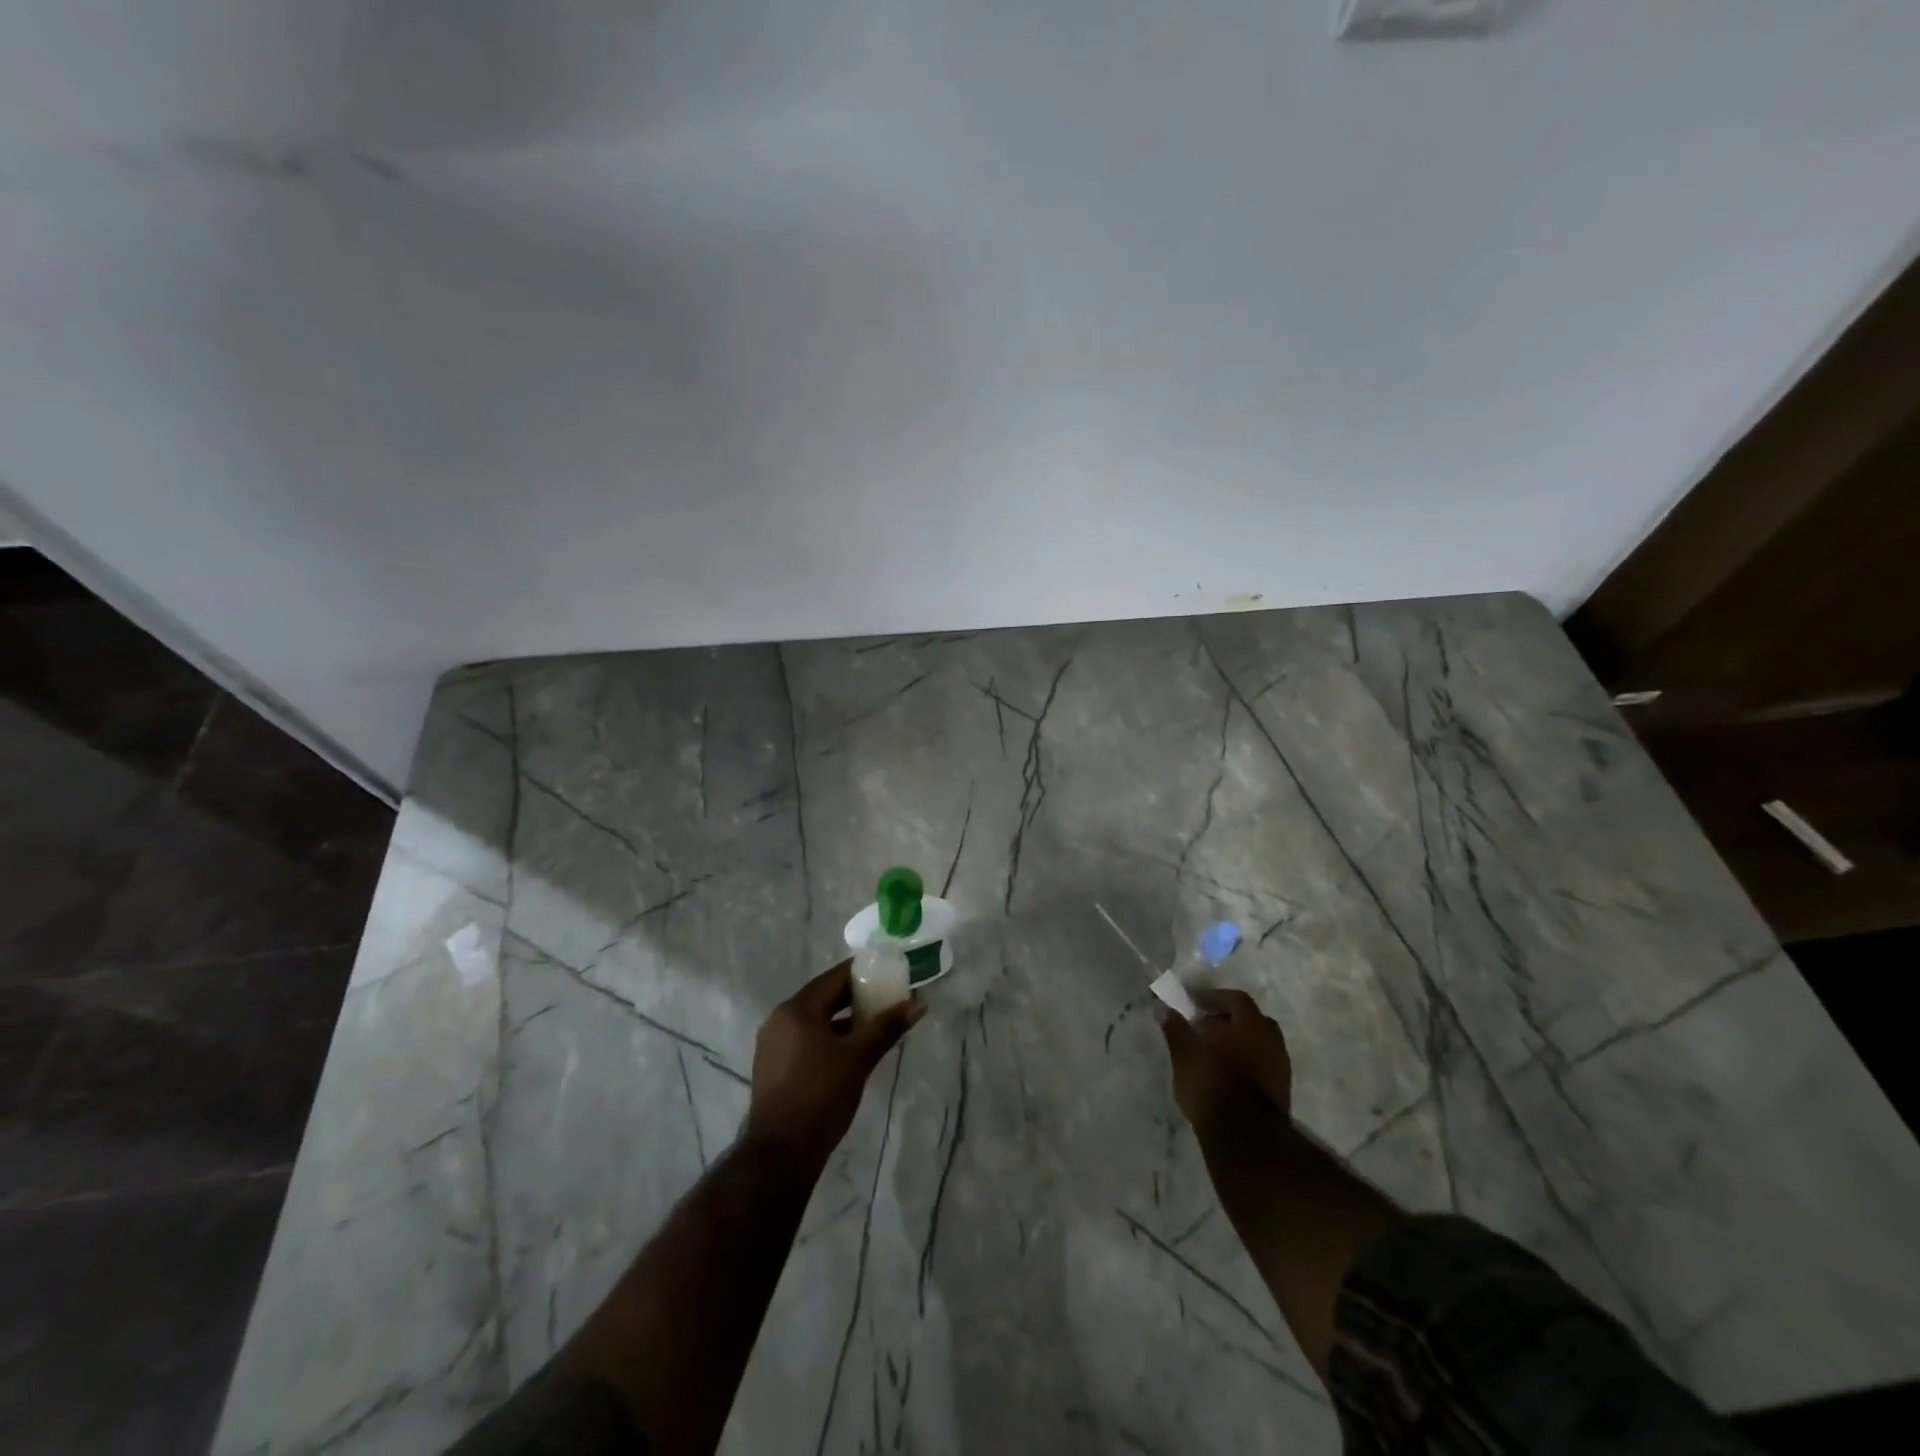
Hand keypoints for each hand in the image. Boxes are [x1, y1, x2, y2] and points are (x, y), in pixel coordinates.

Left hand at [744, 960, 923, 1171]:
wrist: (780, 1156)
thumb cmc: (820, 1097)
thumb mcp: (858, 1058)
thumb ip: (887, 1027)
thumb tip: (919, 1002)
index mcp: (796, 1009)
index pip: (835, 977)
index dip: (864, 972)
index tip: (890, 972)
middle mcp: (780, 1019)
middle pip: (824, 997)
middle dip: (857, 997)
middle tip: (889, 997)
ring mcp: (773, 1044)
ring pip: (816, 1020)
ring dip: (845, 1019)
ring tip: (877, 1023)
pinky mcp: (774, 1067)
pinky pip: (807, 1039)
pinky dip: (830, 1037)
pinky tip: (852, 1049)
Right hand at [1159, 988, 1292, 1134]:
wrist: (1244, 1135)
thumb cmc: (1211, 1083)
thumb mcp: (1184, 1053)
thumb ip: (1175, 1028)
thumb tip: (1163, 1008)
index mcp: (1250, 1024)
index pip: (1236, 998)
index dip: (1214, 998)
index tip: (1195, 1004)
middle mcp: (1271, 1040)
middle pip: (1252, 1020)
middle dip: (1229, 1020)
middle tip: (1206, 1027)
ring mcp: (1280, 1066)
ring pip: (1259, 1043)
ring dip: (1239, 1043)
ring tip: (1214, 1054)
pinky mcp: (1282, 1090)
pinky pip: (1263, 1064)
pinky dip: (1247, 1062)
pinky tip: (1228, 1075)